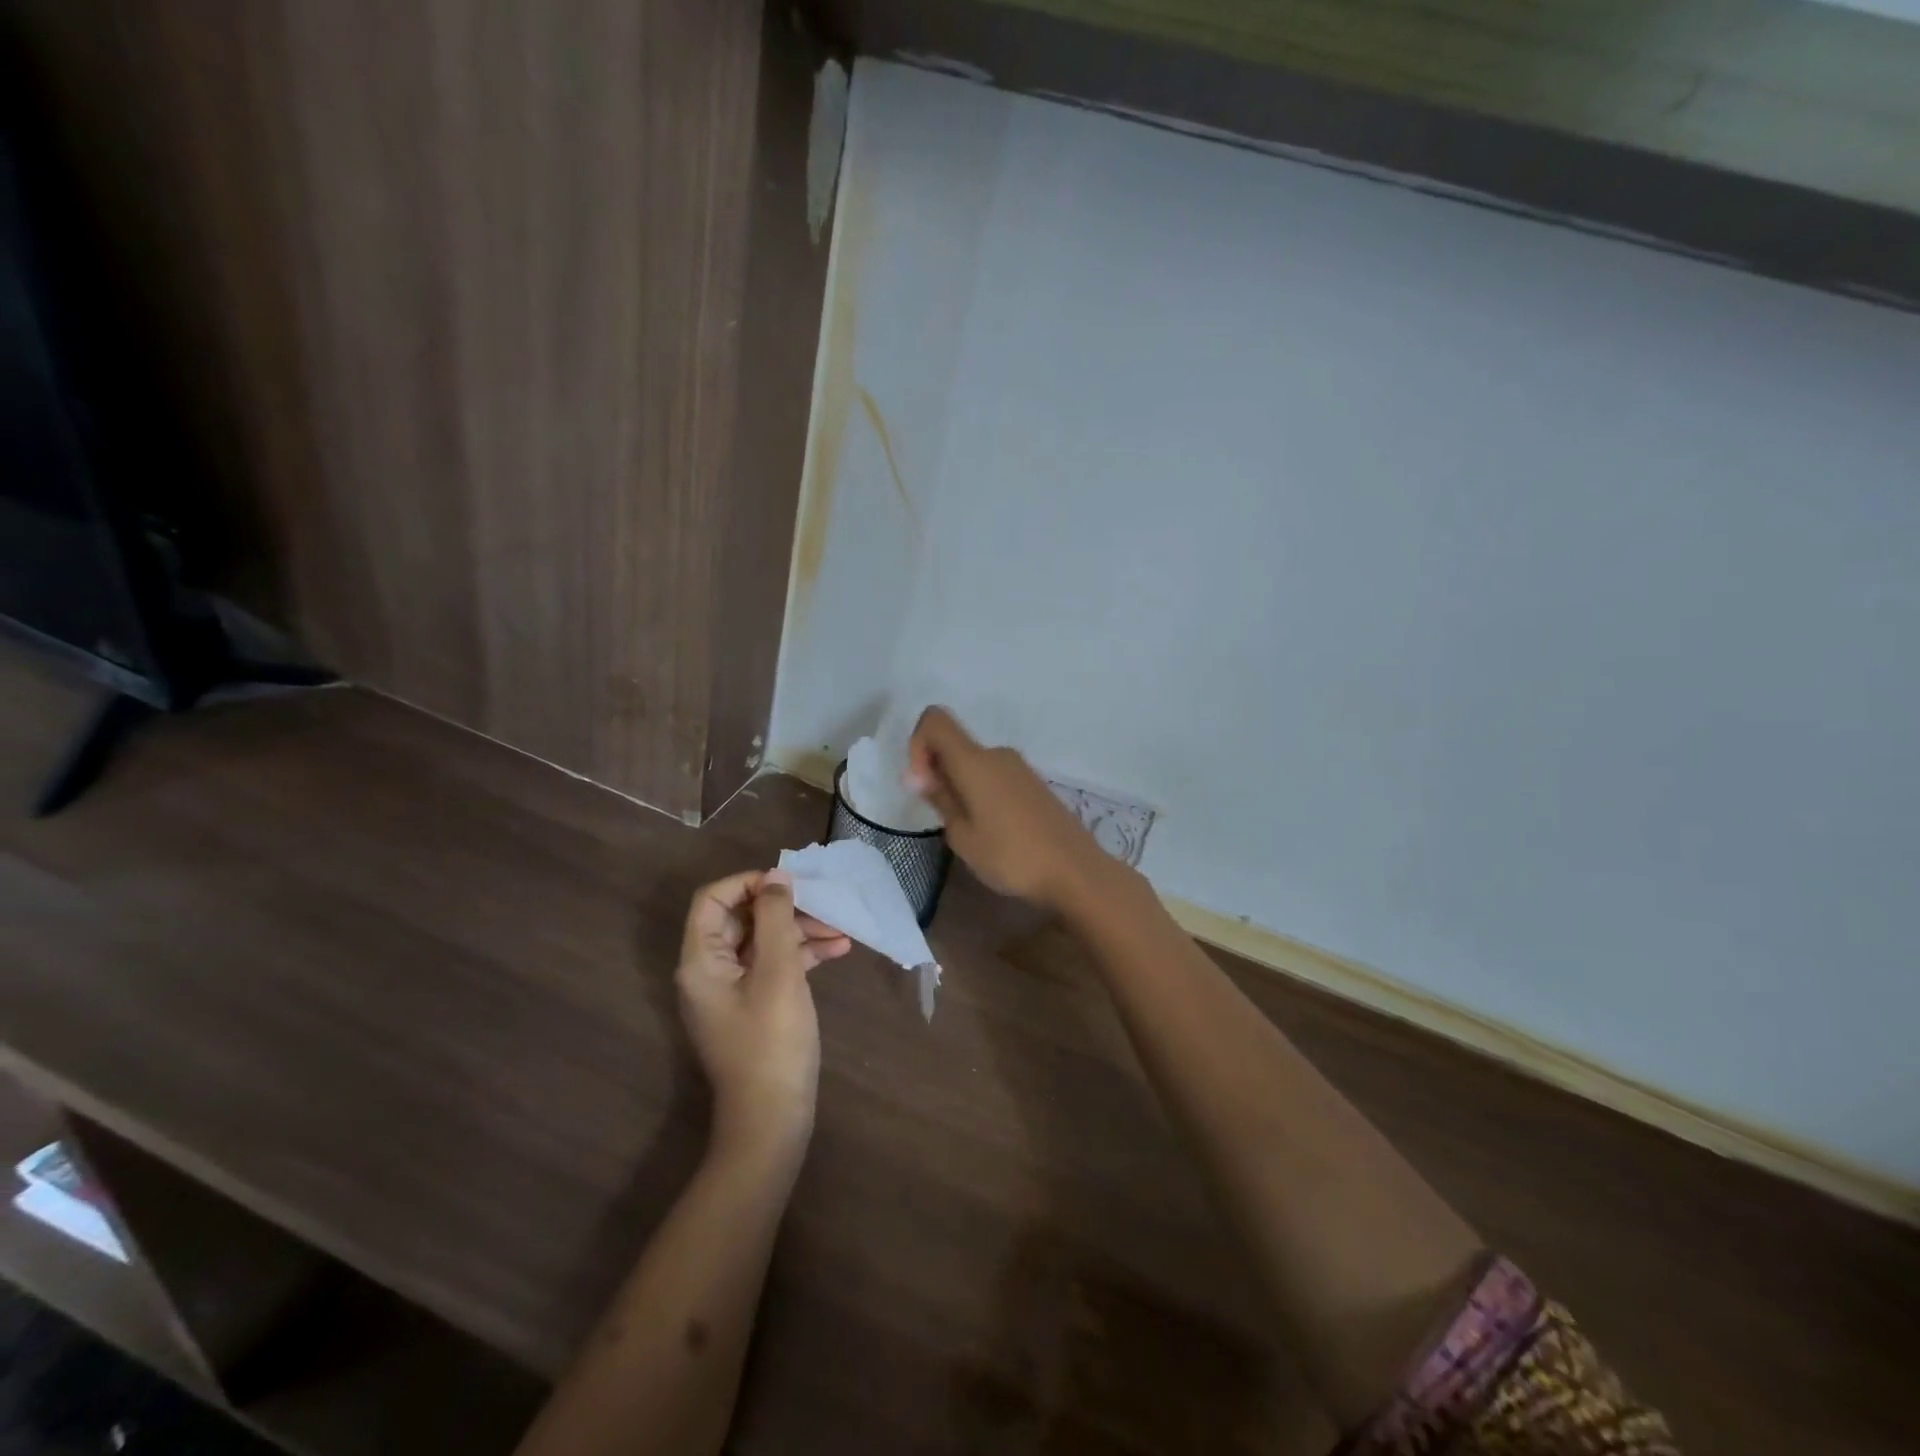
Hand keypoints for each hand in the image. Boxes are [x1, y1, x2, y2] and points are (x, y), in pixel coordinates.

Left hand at [677, 870, 850, 1160]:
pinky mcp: (753, 1006)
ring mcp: (732, 990)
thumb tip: (775, 876)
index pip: (713, 899)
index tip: (787, 884)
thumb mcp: (778, 973)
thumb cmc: (771, 1041)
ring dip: (801, 932)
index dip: (748, 883)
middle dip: (785, 908)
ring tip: (842, 931)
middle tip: (824, 905)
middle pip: (743, 919)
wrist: (772, 1119)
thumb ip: (776, 919)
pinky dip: (802, 956)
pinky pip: (773, 966)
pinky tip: (838, 951)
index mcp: (701, 960)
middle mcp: (709, 970)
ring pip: (763, 942)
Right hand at [905, 707, 1105, 909]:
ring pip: (975, 765)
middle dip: (938, 774)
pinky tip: (995, 831)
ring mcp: (1020, 768)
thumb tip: (921, 775)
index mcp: (975, 760)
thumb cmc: (1011, 856)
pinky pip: (996, 777)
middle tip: (945, 820)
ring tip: (972, 832)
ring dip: (961, 787)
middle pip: (954, 745)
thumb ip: (940, 798)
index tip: (922, 785)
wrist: (1075, 871)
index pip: (935, 720)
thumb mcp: (963, 835)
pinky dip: (983, 794)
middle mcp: (997, 754)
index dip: (917, 745)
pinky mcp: (1035, 785)